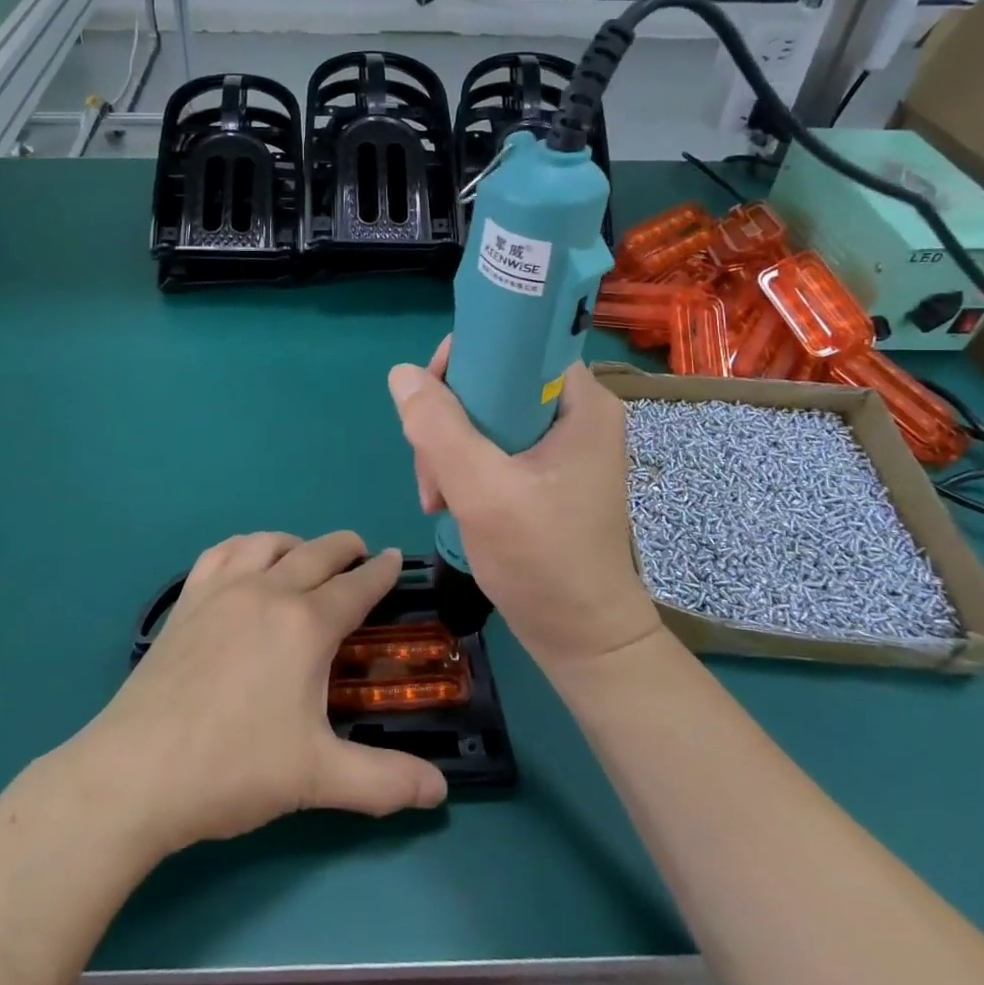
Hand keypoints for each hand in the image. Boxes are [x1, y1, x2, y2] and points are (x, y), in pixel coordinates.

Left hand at [72, 531, 447, 858]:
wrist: (136, 772)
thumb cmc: (234, 769)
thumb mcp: (318, 779)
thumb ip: (384, 781)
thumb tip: (440, 791)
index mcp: (306, 624)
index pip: (356, 586)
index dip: (381, 571)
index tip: (394, 559)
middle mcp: (268, 591)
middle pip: (317, 552)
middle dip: (345, 548)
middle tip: (361, 555)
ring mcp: (222, 591)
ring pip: (268, 543)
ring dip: (296, 543)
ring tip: (306, 557)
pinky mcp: (187, 601)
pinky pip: (222, 552)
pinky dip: (245, 546)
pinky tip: (246, 562)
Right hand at [388, 341, 662, 674]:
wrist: (582, 641)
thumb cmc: (544, 561)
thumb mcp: (483, 490)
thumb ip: (438, 427)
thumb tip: (400, 373)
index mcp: (580, 402)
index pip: (516, 343)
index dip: (465, 359)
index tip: (431, 399)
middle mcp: (573, 413)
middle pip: (491, 382)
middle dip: (447, 420)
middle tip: (431, 470)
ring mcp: (557, 445)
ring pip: (481, 416)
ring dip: (446, 450)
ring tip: (435, 497)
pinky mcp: (542, 472)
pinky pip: (488, 446)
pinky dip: (460, 468)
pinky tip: (446, 501)